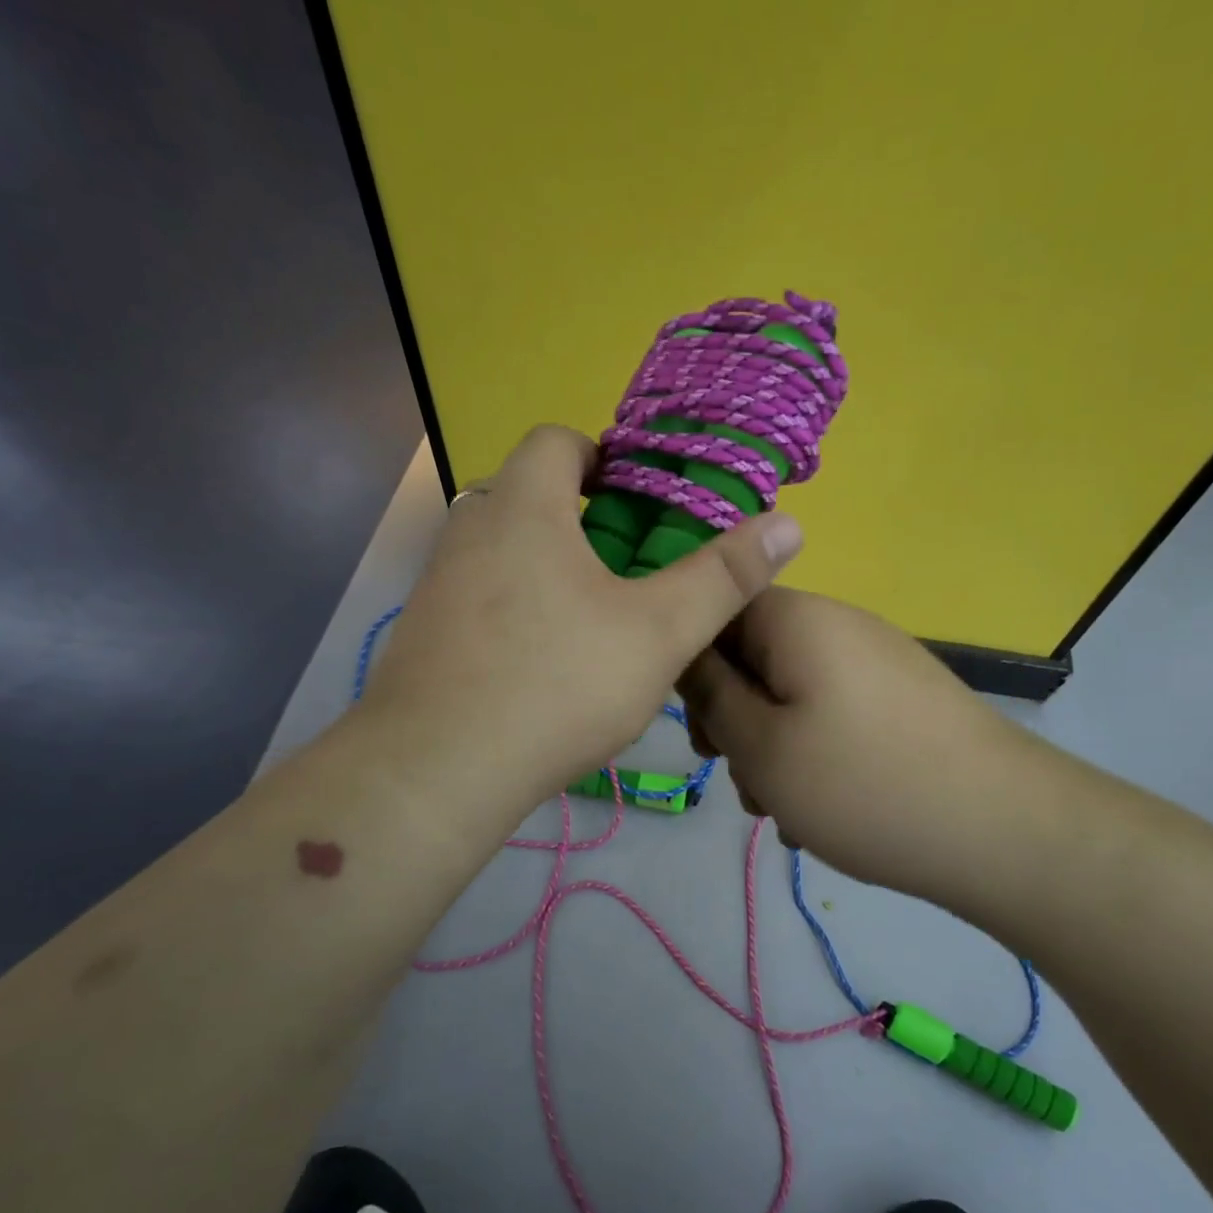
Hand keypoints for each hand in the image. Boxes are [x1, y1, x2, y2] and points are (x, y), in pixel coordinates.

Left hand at [355, 426, 804, 817]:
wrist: (438, 771)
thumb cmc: (557, 684)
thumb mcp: (658, 632)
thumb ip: (723, 576)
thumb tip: (788, 524)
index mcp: (524, 507)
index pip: (556, 441)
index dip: (603, 457)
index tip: (640, 502)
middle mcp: (470, 530)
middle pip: (529, 496)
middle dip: (582, 520)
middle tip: (630, 570)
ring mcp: (438, 584)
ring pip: (504, 552)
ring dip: (549, 568)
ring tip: (595, 621)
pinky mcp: (424, 635)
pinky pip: (481, 599)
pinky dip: (517, 610)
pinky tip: (544, 665)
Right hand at [678, 588, 1031, 905]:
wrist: (1005, 831)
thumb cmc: (863, 783)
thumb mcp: (761, 746)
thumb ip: (710, 695)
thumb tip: (685, 652)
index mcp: (797, 619)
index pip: (717, 610)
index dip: (690, 666)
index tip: (698, 730)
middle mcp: (838, 627)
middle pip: (753, 658)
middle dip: (734, 720)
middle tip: (740, 777)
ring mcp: (875, 664)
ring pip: (790, 696)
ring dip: (772, 749)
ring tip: (784, 810)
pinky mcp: (900, 702)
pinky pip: (832, 717)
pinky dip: (814, 757)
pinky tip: (822, 813)